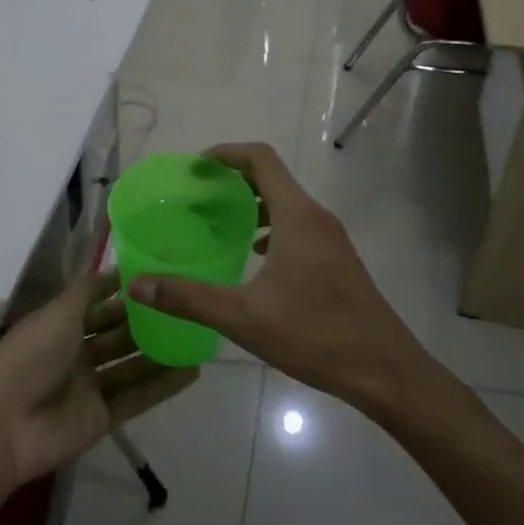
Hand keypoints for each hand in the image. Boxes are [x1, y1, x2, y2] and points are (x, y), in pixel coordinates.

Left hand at [0, 270, 196, 489]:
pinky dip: (163, 386)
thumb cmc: (29, 357)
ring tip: (196, 335)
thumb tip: (112, 268)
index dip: (120, 290)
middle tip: (184, 304)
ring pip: (131, 365)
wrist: (3, 426)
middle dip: (144, 320)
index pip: (95, 302)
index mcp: (58, 324)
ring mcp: (88, 387)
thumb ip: (87, 292)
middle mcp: (74, 352)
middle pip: (115, 333)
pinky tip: (192, 371)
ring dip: (159, 352)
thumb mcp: (57, 313)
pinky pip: (137, 397)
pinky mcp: (102, 418)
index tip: (155, 274)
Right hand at [128, 143, 442, 415]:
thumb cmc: (316, 335)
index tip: (195, 167)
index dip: (226, 153)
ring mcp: (331, 239)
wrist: (386, 371)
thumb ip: (188, 298)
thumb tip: (138, 284)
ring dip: (252, 203)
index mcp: (297, 216)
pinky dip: (270, 226)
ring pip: (286, 203)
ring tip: (218, 223)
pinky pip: (298, 225)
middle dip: (233, 179)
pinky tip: (254, 257)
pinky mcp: (337, 260)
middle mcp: (316, 217)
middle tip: (197, 196)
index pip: (261, 158)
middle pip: (272, 177)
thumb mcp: (243, 318)